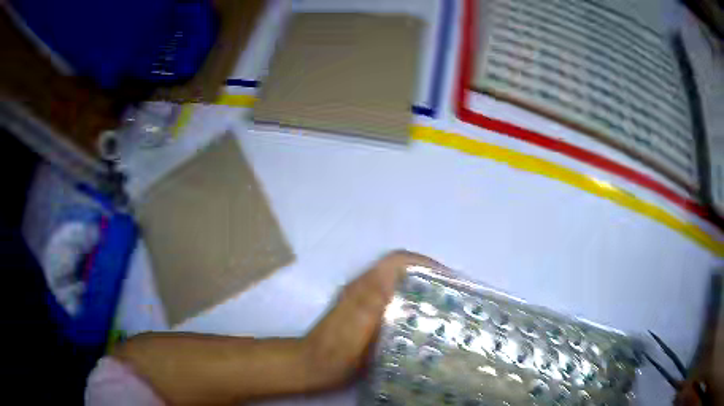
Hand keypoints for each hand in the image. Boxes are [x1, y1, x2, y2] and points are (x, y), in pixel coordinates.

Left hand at [302, 250, 445, 388]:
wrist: (313, 366)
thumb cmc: (335, 348)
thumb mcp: (355, 323)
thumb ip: (373, 297)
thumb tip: (398, 274)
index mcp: (365, 286)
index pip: (398, 260)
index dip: (424, 263)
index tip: (448, 278)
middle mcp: (366, 288)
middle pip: (402, 272)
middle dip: (429, 278)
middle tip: (452, 296)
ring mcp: (366, 303)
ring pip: (400, 287)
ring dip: (422, 292)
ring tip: (444, 309)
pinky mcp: (367, 317)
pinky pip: (396, 303)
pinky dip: (413, 307)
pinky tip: (423, 325)